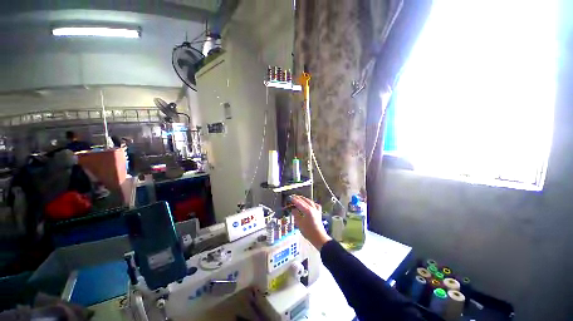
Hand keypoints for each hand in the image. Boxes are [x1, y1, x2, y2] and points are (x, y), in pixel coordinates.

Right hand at [289, 195, 331, 249]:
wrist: (319, 237)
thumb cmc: (308, 232)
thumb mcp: (299, 224)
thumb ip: (296, 215)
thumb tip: (293, 209)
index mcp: (307, 211)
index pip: (299, 203)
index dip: (294, 200)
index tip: (290, 197)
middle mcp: (312, 208)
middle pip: (305, 201)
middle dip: (299, 198)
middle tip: (293, 196)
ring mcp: (316, 210)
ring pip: (310, 201)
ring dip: (304, 199)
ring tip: (300, 198)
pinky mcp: (319, 213)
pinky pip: (315, 205)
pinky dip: (311, 203)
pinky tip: (310, 203)